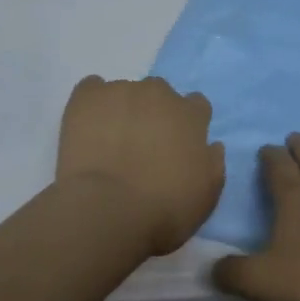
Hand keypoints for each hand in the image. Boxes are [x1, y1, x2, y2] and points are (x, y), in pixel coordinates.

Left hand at [56, 76, 225, 254]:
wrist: (109, 210)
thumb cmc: (165, 209)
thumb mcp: (206, 195)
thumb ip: (212, 164)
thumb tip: (211, 146)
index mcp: (191, 115)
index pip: (196, 105)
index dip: (186, 125)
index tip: (177, 146)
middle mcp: (158, 93)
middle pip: (159, 95)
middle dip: (153, 115)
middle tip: (141, 148)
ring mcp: (120, 91)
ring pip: (124, 93)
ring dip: (121, 112)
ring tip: (109, 143)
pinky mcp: (87, 97)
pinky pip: (91, 89)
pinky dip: (91, 105)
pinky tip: (87, 127)